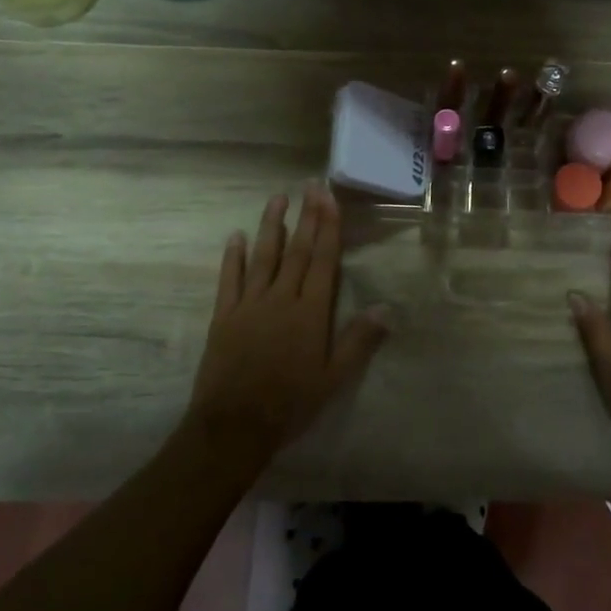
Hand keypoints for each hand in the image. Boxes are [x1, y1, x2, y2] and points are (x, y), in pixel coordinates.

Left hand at [183, 184, 390, 471]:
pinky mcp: (223, 316)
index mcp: (310, 312)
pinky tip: (236, 236)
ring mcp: (249, 304)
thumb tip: (387, 308)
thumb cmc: (290, 404)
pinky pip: (229, 279)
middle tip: (310, 185)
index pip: (322, 260)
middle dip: (306, 216)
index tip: (328, 198)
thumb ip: (359, 341)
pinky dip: (233, 256)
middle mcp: (281, 298)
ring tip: (277, 198)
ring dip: (271, 225)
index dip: (327, 227)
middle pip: (296, 250)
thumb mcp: (334, 379)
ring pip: (263, 256)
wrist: (234, 426)